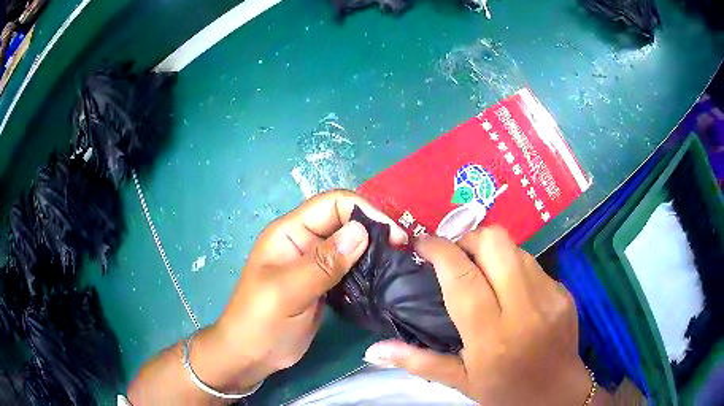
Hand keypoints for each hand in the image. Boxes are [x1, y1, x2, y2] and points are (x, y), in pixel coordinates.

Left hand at [128, 190, 405, 403]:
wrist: (252, 355)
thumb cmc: (260, 322)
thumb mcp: (287, 292)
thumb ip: (322, 263)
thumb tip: (361, 231)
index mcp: (290, 232)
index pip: (333, 204)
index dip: (365, 212)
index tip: (393, 236)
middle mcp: (305, 241)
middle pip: (345, 221)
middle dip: (374, 230)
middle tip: (403, 251)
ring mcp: (315, 264)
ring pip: (351, 244)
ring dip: (374, 250)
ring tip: (399, 264)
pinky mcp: (325, 284)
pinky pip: (351, 268)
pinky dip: (368, 270)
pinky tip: (384, 279)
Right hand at [363, 226, 598, 404]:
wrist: (557, 393)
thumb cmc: (505, 391)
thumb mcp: (460, 382)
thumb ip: (417, 361)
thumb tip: (373, 349)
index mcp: (492, 336)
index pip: (463, 277)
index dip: (440, 250)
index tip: (422, 244)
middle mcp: (525, 309)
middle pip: (495, 242)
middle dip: (469, 238)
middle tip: (455, 257)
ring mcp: (550, 295)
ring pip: (516, 248)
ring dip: (492, 252)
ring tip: (481, 272)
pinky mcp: (564, 291)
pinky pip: (533, 263)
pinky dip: (514, 267)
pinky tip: (510, 290)